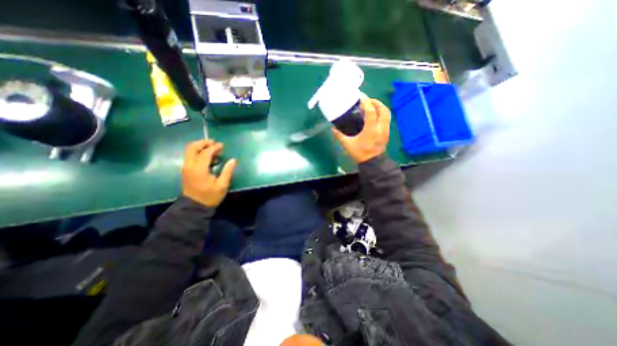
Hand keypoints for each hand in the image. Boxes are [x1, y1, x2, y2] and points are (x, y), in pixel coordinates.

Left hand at [182, 139, 236, 208]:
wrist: (194, 207)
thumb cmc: (210, 196)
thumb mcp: (222, 185)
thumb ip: (227, 171)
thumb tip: (233, 160)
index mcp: (199, 169)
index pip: (205, 153)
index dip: (214, 148)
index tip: (222, 146)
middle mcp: (189, 166)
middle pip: (192, 147)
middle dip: (203, 143)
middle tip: (214, 143)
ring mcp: (186, 167)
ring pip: (189, 150)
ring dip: (200, 146)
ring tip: (213, 148)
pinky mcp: (186, 170)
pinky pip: (190, 156)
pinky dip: (198, 152)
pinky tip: (208, 156)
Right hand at [334, 97, 388, 162]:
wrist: (373, 162)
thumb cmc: (360, 153)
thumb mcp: (348, 145)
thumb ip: (340, 136)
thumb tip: (332, 129)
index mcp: (370, 131)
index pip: (371, 112)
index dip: (367, 103)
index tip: (362, 98)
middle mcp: (380, 128)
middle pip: (383, 110)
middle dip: (376, 102)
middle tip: (367, 100)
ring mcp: (385, 130)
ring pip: (387, 113)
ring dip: (380, 106)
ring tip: (372, 105)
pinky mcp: (387, 132)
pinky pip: (387, 118)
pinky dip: (382, 113)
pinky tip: (375, 114)